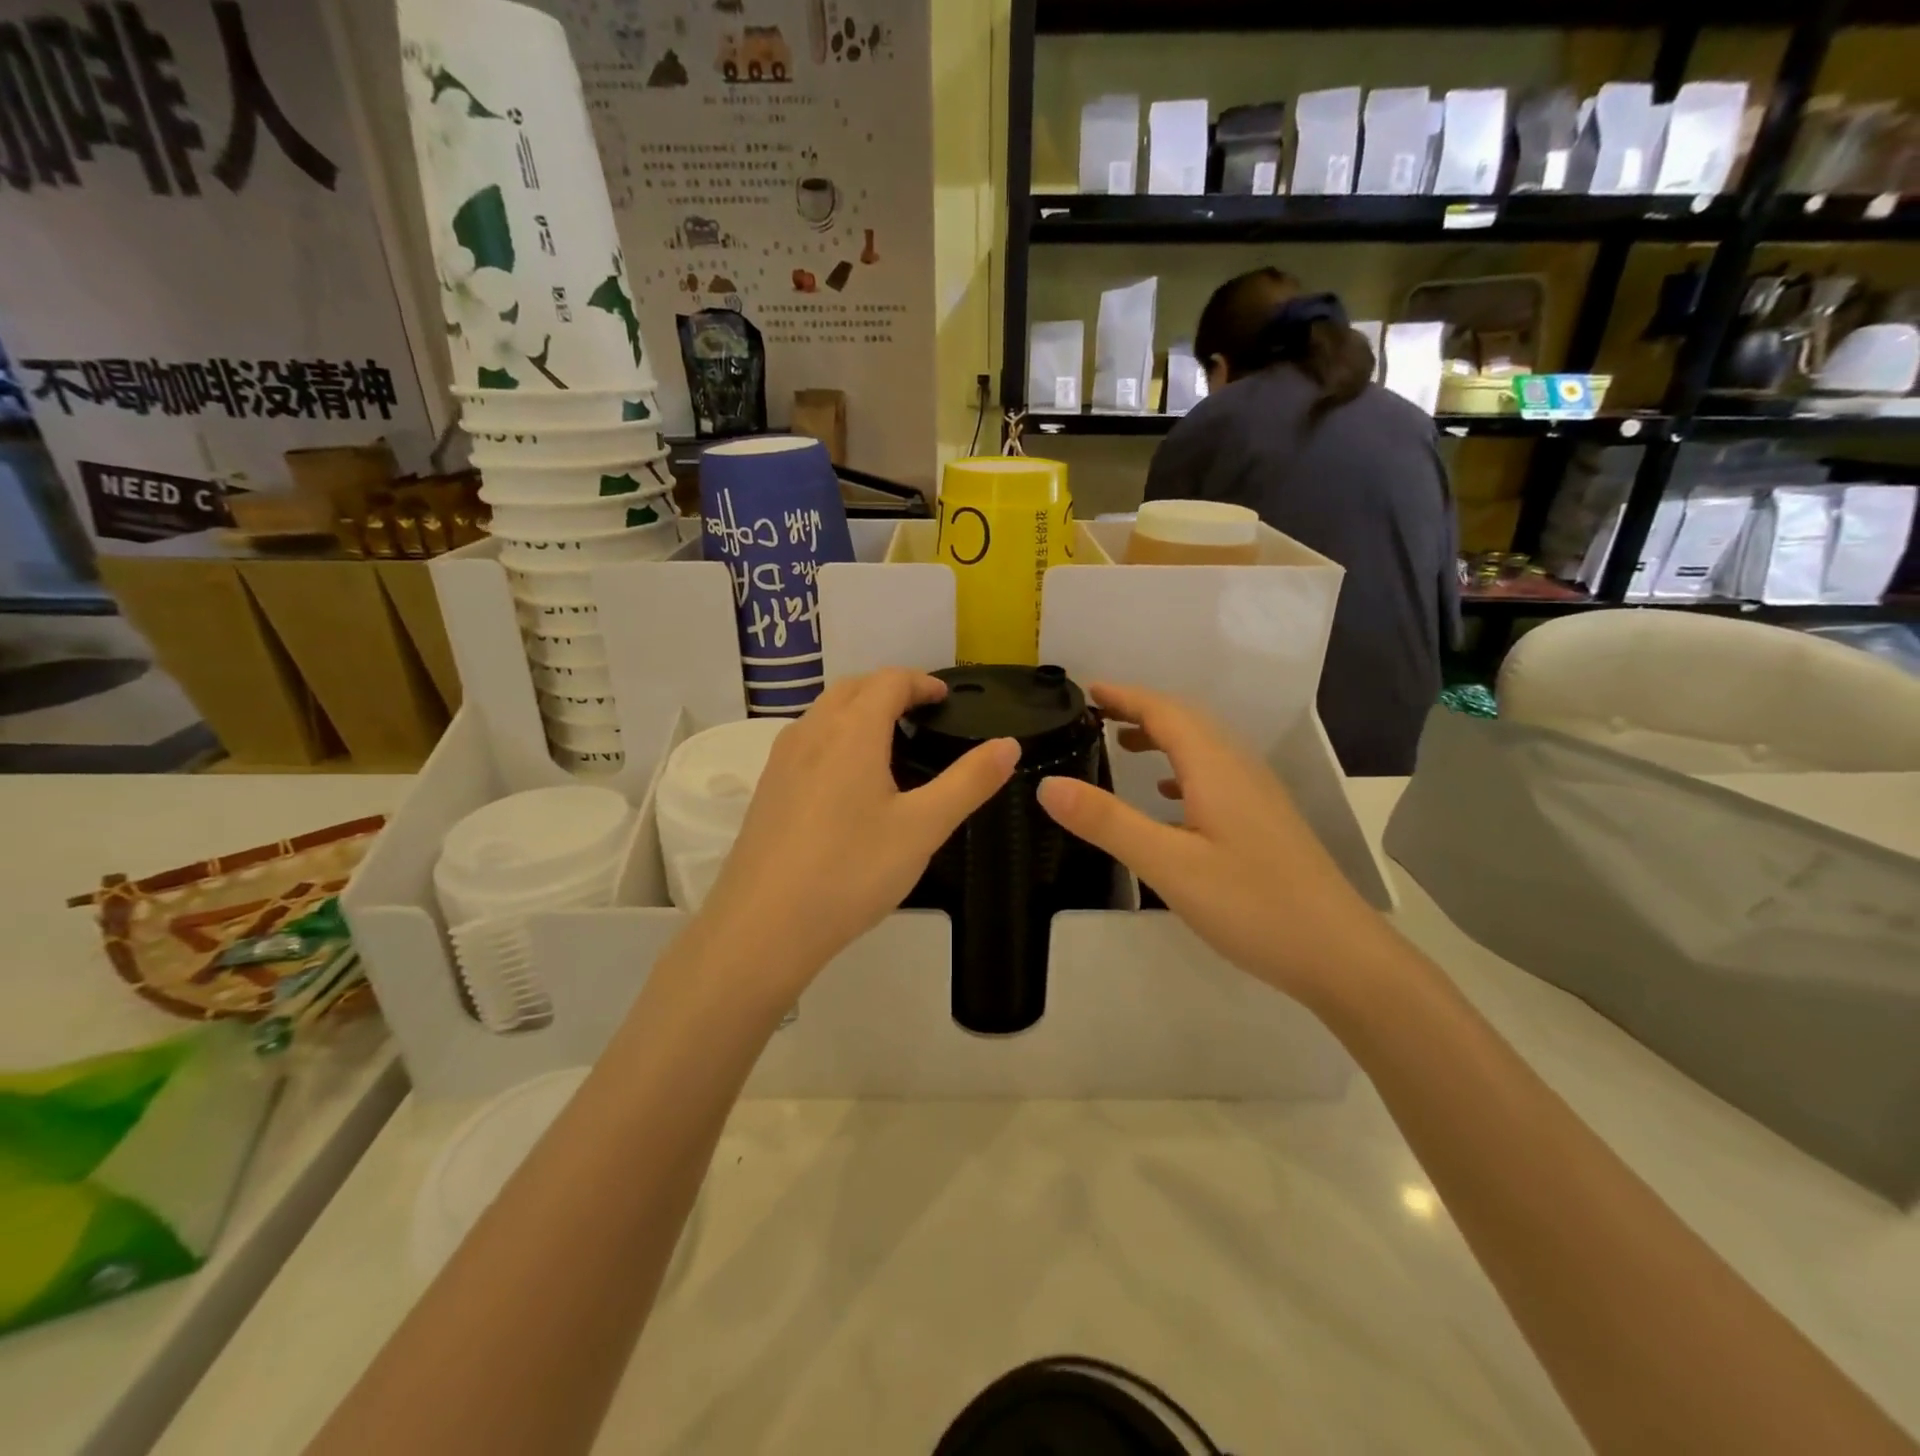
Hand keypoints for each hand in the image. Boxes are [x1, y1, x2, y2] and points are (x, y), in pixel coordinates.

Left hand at [693, 669, 1018, 997]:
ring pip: (824, 714)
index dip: (921, 682)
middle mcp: (811, 732)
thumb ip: (969, 782)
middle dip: (889, 690)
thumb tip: (1009, 744)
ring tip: (889, 744)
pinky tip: (847, 783)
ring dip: (858, 711)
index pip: (888, 681)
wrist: (762, 927)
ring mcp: (781, 761)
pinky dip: (835, 737)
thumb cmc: (851, 872)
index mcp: (851, 731)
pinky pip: (806, 742)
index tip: (945, 699)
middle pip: (852, 688)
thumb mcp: (923, 828)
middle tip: (921, 715)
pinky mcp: (767, 789)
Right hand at [1036, 683, 1390, 1007]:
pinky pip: (1216, 775)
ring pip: (1204, 747)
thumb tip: (1048, 784)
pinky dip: (1182, 768)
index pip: (1164, 711)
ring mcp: (1258, 795)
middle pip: (1187, 721)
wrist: (1339, 954)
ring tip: (1122, 746)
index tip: (1086, 690)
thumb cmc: (1252, 905)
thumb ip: (1108, 822)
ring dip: (1162, 736)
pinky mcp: (1264, 821)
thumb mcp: (1169, 865)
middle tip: (1096, 714)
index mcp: (1215, 767)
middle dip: (1141, 710)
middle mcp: (1239, 769)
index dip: (1124, 696)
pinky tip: (1169, 795)